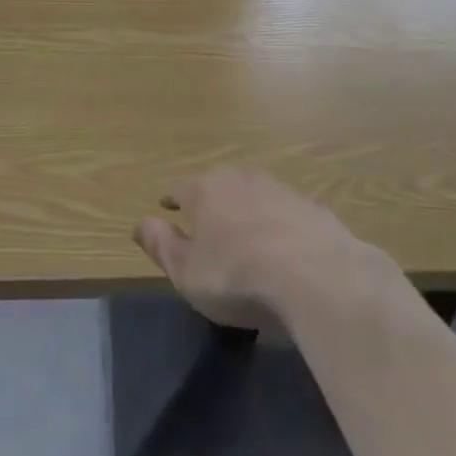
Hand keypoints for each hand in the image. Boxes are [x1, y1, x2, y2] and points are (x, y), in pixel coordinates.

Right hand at [134, 168, 396, 329]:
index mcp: (204, 191)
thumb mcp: (187, 273)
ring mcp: (278, 188)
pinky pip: (285, 211)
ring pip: (253, 193)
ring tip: (245, 231)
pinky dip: (278, 223)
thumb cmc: (238, 277)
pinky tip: (284, 245)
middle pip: (218, 184)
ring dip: (246, 208)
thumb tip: (139, 223)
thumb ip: (161, 245)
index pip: (180, 188)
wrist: (316, 275)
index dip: (171, 199)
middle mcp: (239, 178)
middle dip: (210, 199)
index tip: (166, 207)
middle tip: (207, 221)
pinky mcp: (311, 206)